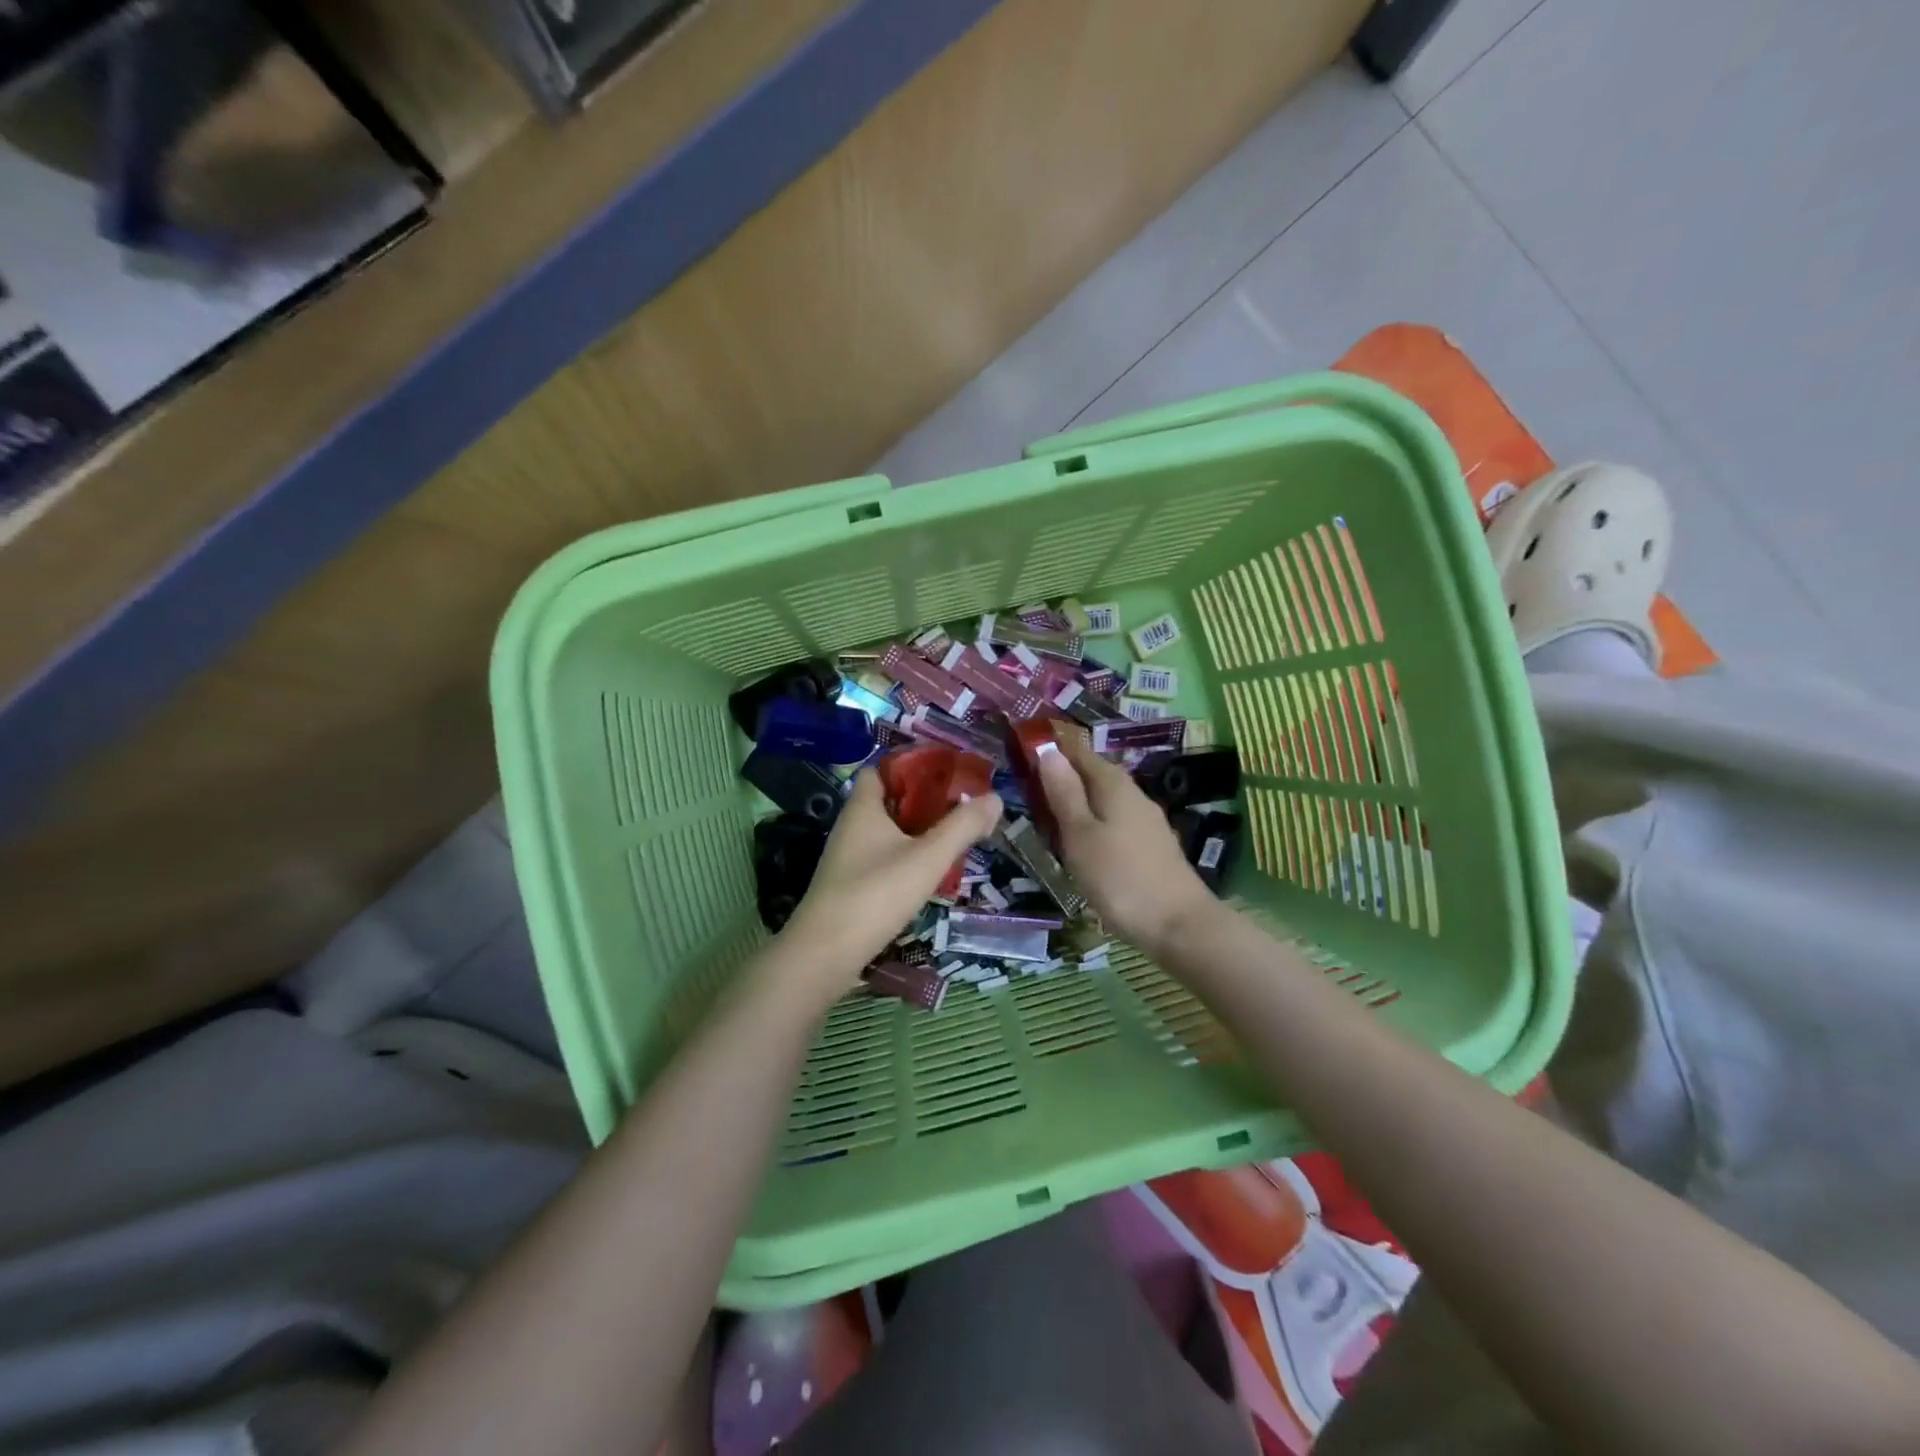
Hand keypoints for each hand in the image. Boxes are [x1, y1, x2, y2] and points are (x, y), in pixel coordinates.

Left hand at [779, 770, 1002, 982]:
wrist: (824, 954)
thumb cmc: (875, 894)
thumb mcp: (928, 858)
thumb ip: (962, 827)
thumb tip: (995, 797)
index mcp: (862, 808)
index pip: (879, 770)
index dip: (908, 767)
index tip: (943, 775)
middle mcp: (850, 828)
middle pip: (888, 802)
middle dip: (922, 803)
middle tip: (958, 810)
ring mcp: (847, 859)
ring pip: (886, 834)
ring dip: (916, 834)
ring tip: (951, 841)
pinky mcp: (849, 887)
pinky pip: (881, 861)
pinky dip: (905, 861)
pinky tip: (927, 876)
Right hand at [1036, 733, 1213, 953]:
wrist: (1179, 925)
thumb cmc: (1119, 878)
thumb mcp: (1080, 835)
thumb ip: (1064, 793)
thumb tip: (1048, 751)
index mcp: (1113, 784)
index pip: (1078, 752)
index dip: (1052, 751)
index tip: (1023, 756)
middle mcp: (1133, 794)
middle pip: (1093, 775)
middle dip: (1063, 779)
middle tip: (1027, 791)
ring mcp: (1146, 821)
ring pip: (1104, 801)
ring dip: (1077, 804)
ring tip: (1047, 819)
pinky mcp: (1152, 846)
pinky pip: (1114, 822)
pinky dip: (1093, 825)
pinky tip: (1082, 845)